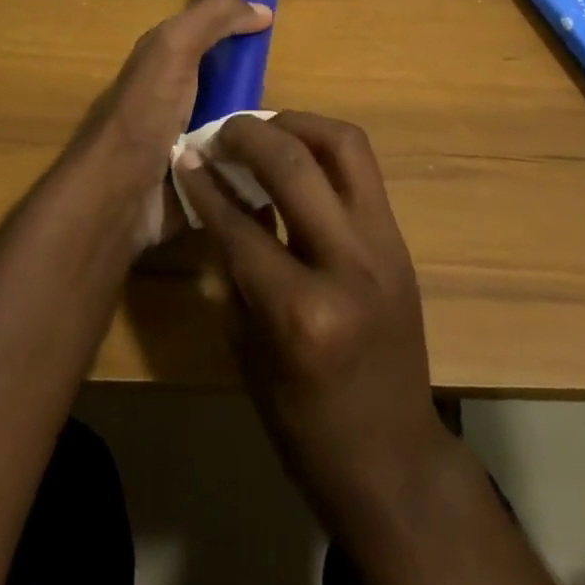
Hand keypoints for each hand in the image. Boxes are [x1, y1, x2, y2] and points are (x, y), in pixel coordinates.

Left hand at [67, 0, 271, 247]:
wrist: (115, 197)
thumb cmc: (145, 112)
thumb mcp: (175, 46)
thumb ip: (214, 18)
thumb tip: (263, 9)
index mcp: (166, 61)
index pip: (213, 36)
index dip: (243, 32)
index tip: (278, 39)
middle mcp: (176, 98)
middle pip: (231, 84)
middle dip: (259, 89)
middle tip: (289, 94)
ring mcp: (186, 143)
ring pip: (238, 128)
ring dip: (261, 132)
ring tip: (294, 136)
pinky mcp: (197, 182)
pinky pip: (236, 167)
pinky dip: (254, 166)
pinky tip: (278, 167)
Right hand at [174, 112, 445, 533]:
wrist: (396, 460)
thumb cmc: (307, 425)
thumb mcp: (251, 353)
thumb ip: (235, 267)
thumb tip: (215, 195)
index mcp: (301, 313)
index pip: (241, 224)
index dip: (206, 184)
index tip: (185, 154)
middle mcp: (348, 264)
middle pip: (295, 165)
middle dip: (249, 135)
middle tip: (223, 131)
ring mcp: (384, 245)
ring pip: (344, 146)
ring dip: (299, 124)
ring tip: (265, 127)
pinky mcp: (400, 238)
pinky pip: (362, 169)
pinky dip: (325, 148)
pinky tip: (298, 154)